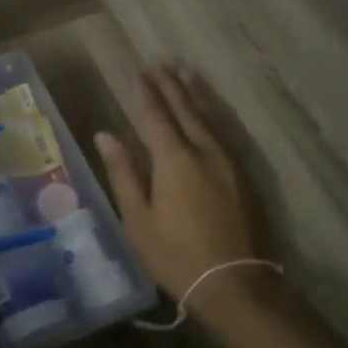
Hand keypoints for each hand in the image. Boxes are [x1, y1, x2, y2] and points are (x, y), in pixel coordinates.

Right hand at [96, 65, 256, 298]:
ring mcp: (227, 163)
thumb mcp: (138, 218)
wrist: (234, 283)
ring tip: (185, 75)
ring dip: (193, 96)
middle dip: (171, 87)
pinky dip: (208, 116)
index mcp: (174, 159)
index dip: (146, 93)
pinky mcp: (241, 177)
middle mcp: (204, 151)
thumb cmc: (175, 254)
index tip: (139, 73)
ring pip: (207, 119)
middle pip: (185, 110)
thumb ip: (122, 172)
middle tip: (160, 65)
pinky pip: (220, 134)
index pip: (157, 116)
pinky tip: (205, 116)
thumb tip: (106, 135)